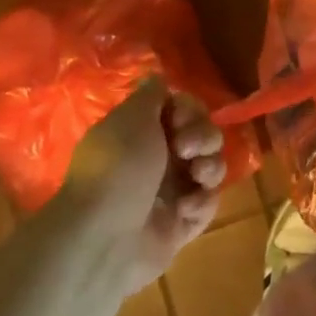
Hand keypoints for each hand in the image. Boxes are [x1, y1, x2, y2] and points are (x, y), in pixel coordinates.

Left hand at [50, 76, 227, 295]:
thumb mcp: (131, 118)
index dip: (190, 110)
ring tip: (198, 178)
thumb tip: (158, 77)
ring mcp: (172, 192)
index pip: (183, 109)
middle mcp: (158, 159)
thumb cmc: (118, 169)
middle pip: (204, 135)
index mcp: (143, 132)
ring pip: (212, 167)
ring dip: (211, 167)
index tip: (178, 120)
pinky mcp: (183, 223)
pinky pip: (209, 203)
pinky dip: (202, 203)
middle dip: (205, 137)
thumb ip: (151, 95)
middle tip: (188, 150)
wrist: (104, 238)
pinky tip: (185, 210)